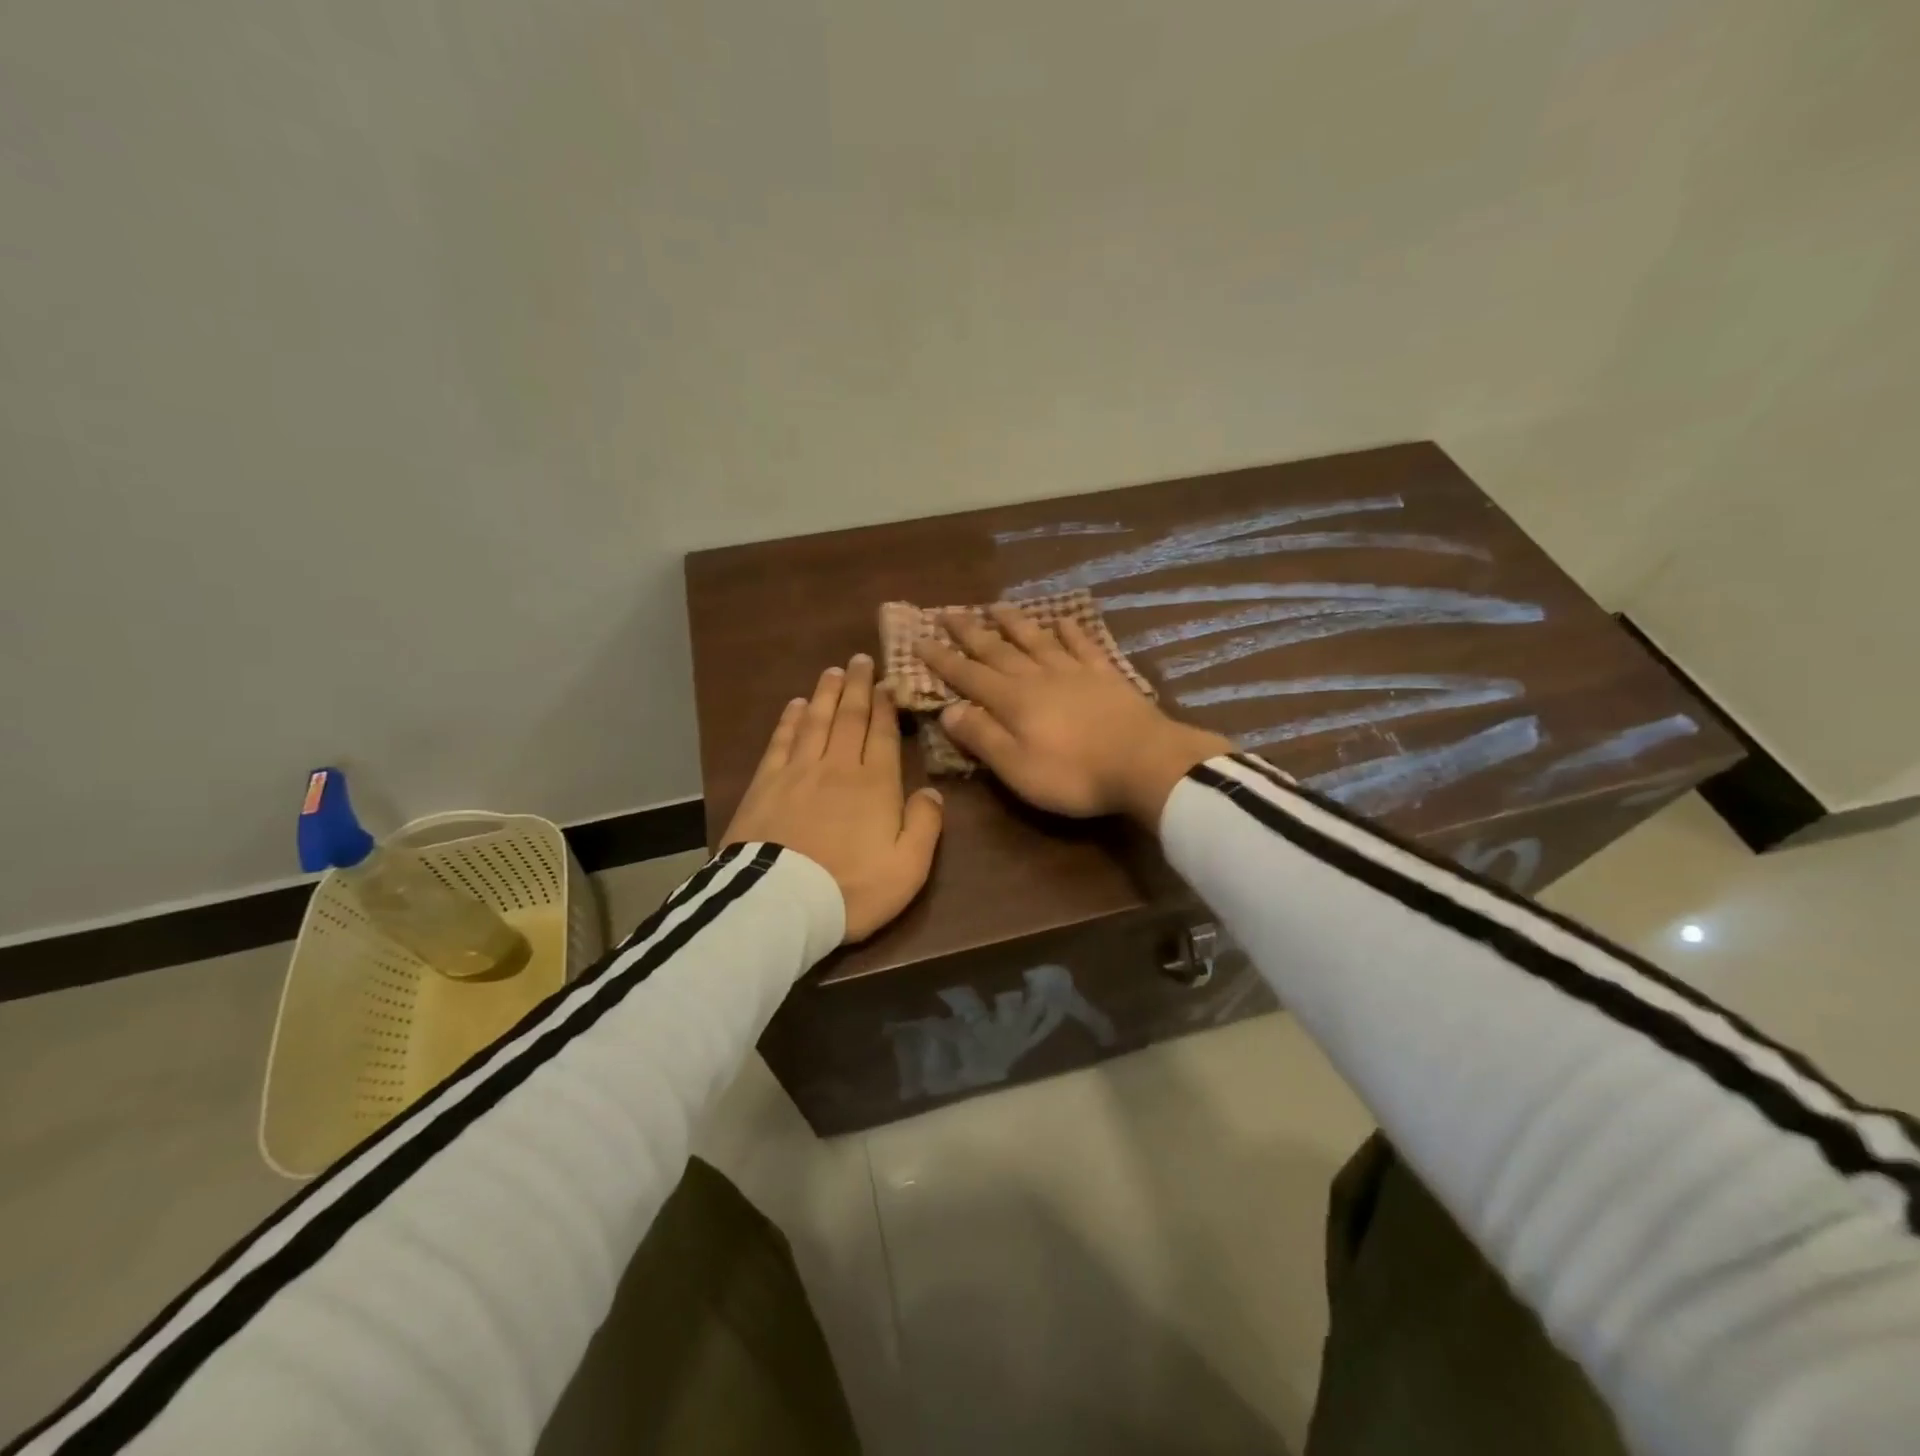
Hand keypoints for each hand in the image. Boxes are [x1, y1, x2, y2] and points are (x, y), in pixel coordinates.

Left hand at [723, 653, 944, 942]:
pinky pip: (780, 742)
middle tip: (858, 660)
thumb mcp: (908, 867)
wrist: (781, 903)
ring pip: (815, 721)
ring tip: (832, 672)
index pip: (882, 734)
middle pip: (849, 718)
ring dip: (825, 694)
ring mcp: (798, 772)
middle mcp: (838, 766)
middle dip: (856, 687)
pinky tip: (794, 705)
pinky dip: (789, 720)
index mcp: (875, 784)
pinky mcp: (765, 784)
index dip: (885, 706)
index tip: (886, 682)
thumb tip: (931, 790)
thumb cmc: (852, 888)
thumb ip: (925, 825)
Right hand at [913, 604, 1230, 825]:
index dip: (942, 659)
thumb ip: (982, 737)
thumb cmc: (1074, 774)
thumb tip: (948, 710)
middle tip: (948, 612)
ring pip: (1037, 639)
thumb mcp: (1017, 767)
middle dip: (970, 632)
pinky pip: (1083, 645)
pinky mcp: (1106, 675)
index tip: (919, 639)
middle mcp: (1038, 677)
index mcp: (1012, 701)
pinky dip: (1070, 631)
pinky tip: (1062, 620)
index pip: (968, 676)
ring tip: (995, 605)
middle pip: (998, 650)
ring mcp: (1074, 671)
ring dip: (1014, 622)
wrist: (1145, 762)